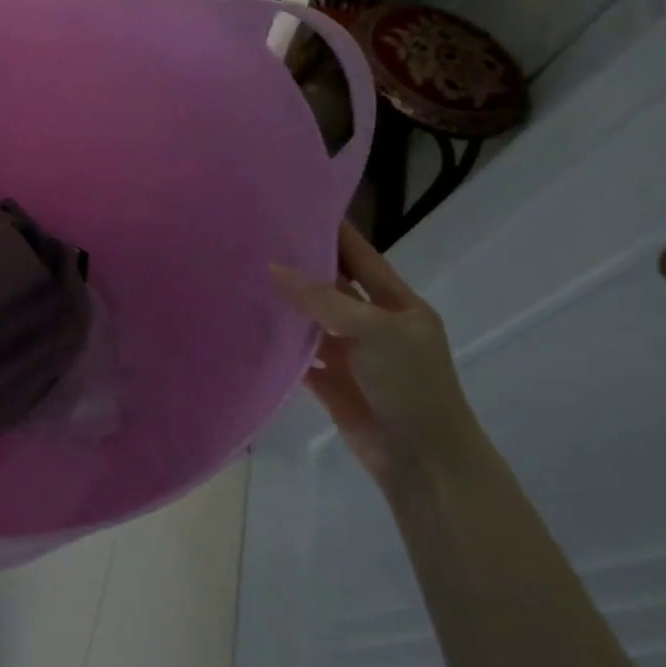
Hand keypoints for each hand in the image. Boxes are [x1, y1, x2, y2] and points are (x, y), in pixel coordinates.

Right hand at [272, 222, 477, 491]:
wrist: (423, 461)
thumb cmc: (411, 385)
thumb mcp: (375, 331)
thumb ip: (323, 299)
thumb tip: (273, 267)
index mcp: (398, 304)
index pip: (361, 256)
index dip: (336, 231)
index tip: (299, 205)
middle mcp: (373, 324)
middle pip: (332, 286)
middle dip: (301, 264)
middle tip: (256, 238)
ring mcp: (350, 354)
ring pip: (311, 319)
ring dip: (284, 303)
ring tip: (242, 274)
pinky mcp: (330, 382)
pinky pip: (298, 355)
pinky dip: (277, 342)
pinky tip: (247, 324)